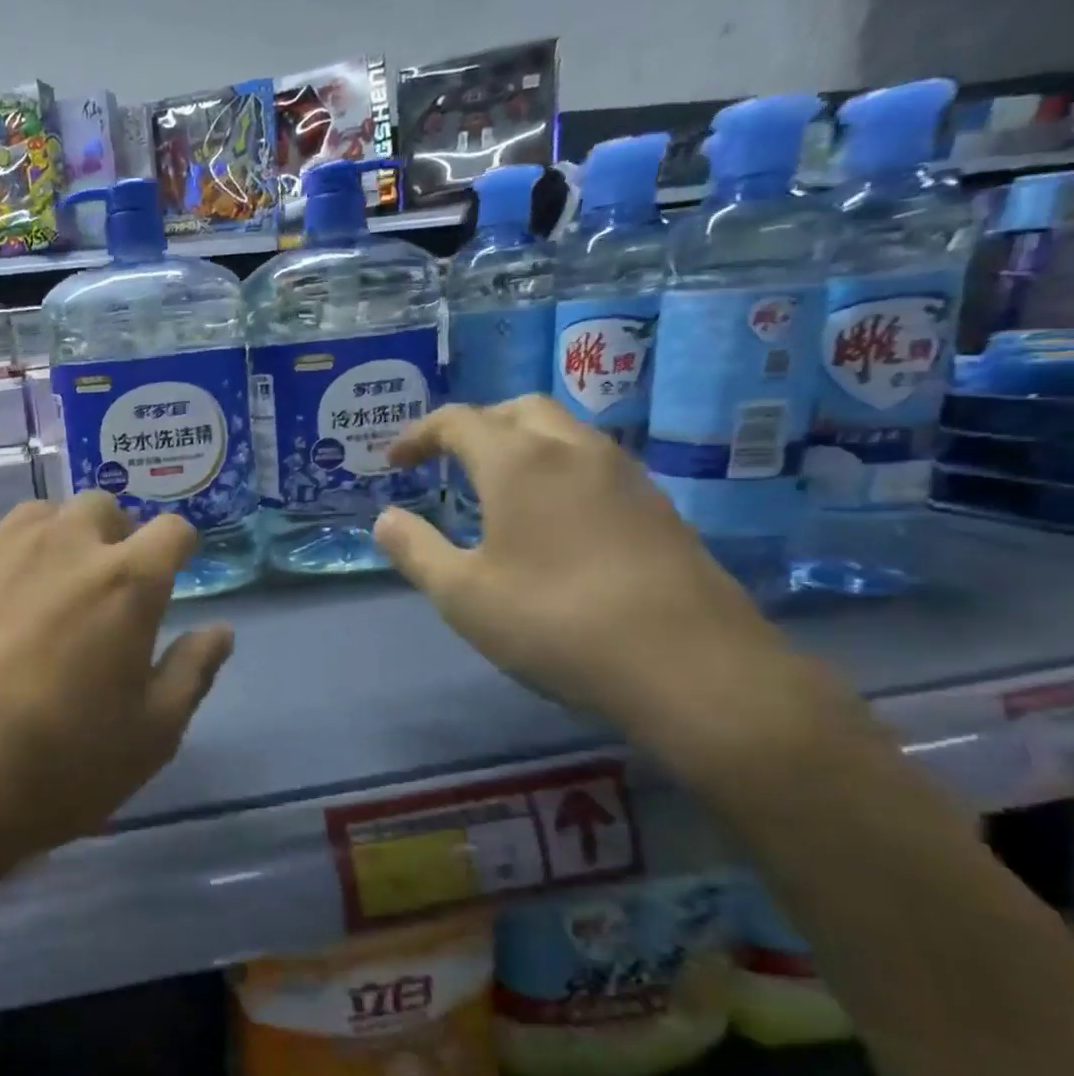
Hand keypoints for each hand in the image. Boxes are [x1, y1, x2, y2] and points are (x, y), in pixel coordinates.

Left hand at [0, 494, 233, 877]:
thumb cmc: (53, 768)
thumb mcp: (149, 738)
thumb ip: (192, 673)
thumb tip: (220, 631)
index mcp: (125, 581)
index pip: (174, 531)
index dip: (179, 550)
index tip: (172, 577)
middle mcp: (61, 545)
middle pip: (102, 508)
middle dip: (115, 536)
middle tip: (104, 591)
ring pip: (38, 517)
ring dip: (55, 543)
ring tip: (42, 597)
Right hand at [373, 396, 793, 737]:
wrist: (690, 666)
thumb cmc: (554, 622)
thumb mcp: (461, 595)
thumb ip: (416, 550)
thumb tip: (385, 519)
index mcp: (518, 462)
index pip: (459, 421)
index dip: (419, 434)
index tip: (395, 462)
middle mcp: (574, 451)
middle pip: (519, 410)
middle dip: (476, 425)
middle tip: (448, 461)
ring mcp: (625, 475)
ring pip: (564, 432)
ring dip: (521, 443)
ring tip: (496, 486)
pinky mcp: (658, 506)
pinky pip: (594, 464)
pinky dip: (557, 469)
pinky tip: (551, 518)